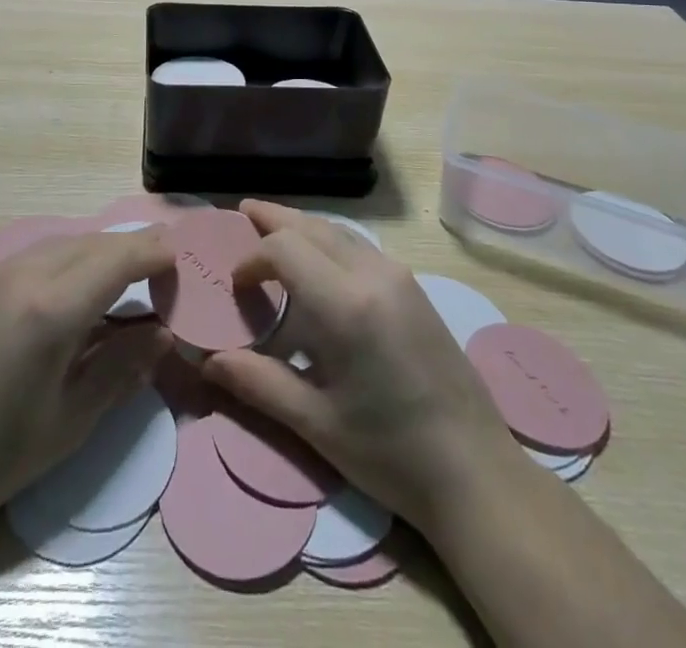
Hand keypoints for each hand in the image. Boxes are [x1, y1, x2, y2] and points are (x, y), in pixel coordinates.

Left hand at [0, 230, 174, 545]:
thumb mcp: (72, 420)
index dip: (154, 253)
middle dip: (132, 248)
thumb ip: (123, 368)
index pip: (119, 258)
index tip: (180, 262)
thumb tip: (162, 332)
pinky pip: (37, 254)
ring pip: (64, 242)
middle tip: (161, 268)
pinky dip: (69, 257)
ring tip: (124, 275)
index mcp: (52, 308)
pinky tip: (73, 287)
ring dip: (100, 250)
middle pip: (93, 242)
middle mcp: (25, 275)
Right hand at [202, 201, 530, 535]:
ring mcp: (399, 276)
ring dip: (303, 225)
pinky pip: (360, 246)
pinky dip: (329, 239)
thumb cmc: (390, 453)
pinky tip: (319, 260)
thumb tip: (208, 361)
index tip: (235, 285)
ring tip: (273, 226)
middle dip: (275, 218)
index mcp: (345, 304)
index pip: (284, 248)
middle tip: (243, 213)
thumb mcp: (316, 423)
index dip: (252, 257)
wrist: (477, 472)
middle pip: (312, 226)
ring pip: (339, 231)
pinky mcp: (414, 288)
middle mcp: (372, 274)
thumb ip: (259, 383)